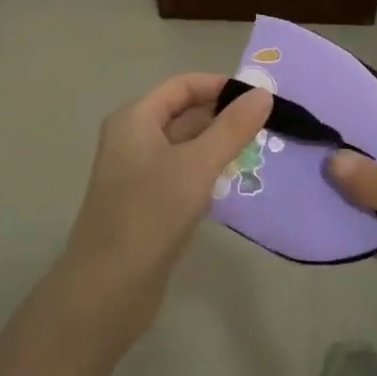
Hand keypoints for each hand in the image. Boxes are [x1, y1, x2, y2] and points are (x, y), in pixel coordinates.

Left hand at [59, 73, 271, 341]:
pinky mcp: (146, 203)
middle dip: (224, 116)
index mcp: (135, 119)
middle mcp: (132, 139)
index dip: (220, 86)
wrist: (108, 289)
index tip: (260, 97)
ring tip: (260, 150)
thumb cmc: (150, 213)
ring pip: (185, 146)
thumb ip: (232, 128)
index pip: (182, 86)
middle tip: (268, 125)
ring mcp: (137, 173)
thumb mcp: (197, 165)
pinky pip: (182, 174)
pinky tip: (235, 182)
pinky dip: (207, 172)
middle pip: (184, 114)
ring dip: (219, 145)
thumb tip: (263, 94)